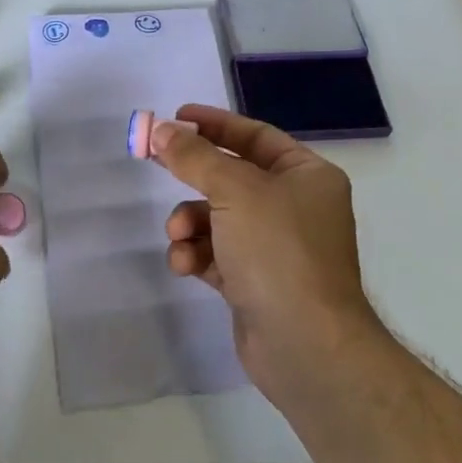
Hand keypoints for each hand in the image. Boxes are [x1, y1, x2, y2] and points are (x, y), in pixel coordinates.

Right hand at [152, 106, 382, 393]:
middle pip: (232, 177)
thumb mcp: (234, 191)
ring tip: (178, 236)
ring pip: (218, 218)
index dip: (215, 124)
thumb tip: (162, 130)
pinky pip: (216, 254)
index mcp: (307, 176)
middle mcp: (295, 207)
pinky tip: (186, 265)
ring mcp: (276, 247)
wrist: (304, 345)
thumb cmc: (278, 251)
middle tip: (154, 162)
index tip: (176, 117)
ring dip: (190, 223)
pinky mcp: (255, 282)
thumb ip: (194, 157)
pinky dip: (197, 255)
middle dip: (193, 175)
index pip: (256, 136)